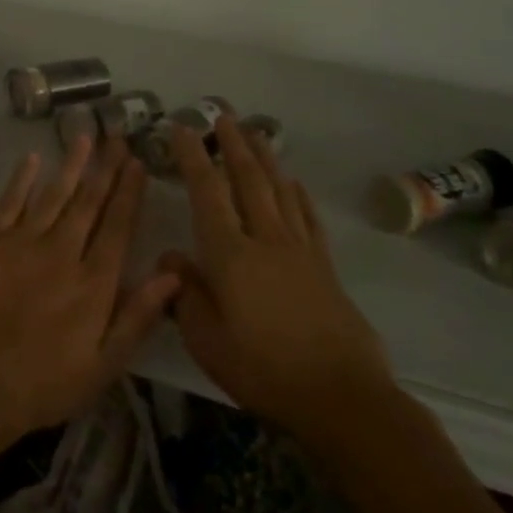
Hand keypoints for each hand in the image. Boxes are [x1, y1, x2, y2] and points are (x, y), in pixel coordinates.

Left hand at [0, 136, 181, 446]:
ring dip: (71, 165)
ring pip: (54, 195)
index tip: (138, 163)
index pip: (118, 227)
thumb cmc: (43, 384)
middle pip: (89, 202)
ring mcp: (23, 243)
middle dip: (106, 169)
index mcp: (94, 282)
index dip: (129, 193)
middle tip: (117, 136)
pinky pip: (10, 202)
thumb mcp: (103, 365)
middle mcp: (62, 252)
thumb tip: (174, 274)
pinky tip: (33, 159)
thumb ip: (138, 317)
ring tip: (85, 137)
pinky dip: (22, 179)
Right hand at [162, 117, 391, 432]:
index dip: (193, 157)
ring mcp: (299, 250)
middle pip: (248, 180)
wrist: (340, 396)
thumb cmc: (262, 369)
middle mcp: (265, 239)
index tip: (181, 128)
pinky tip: (293, 183)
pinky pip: (307, 218)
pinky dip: (298, 194)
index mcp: (229, 254)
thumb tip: (173, 255)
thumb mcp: (206, 339)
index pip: (207, 192)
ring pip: (279, 190)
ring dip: (265, 158)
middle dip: (233, 144)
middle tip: (222, 116)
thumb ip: (185, 293)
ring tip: (256, 133)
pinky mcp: (324, 267)